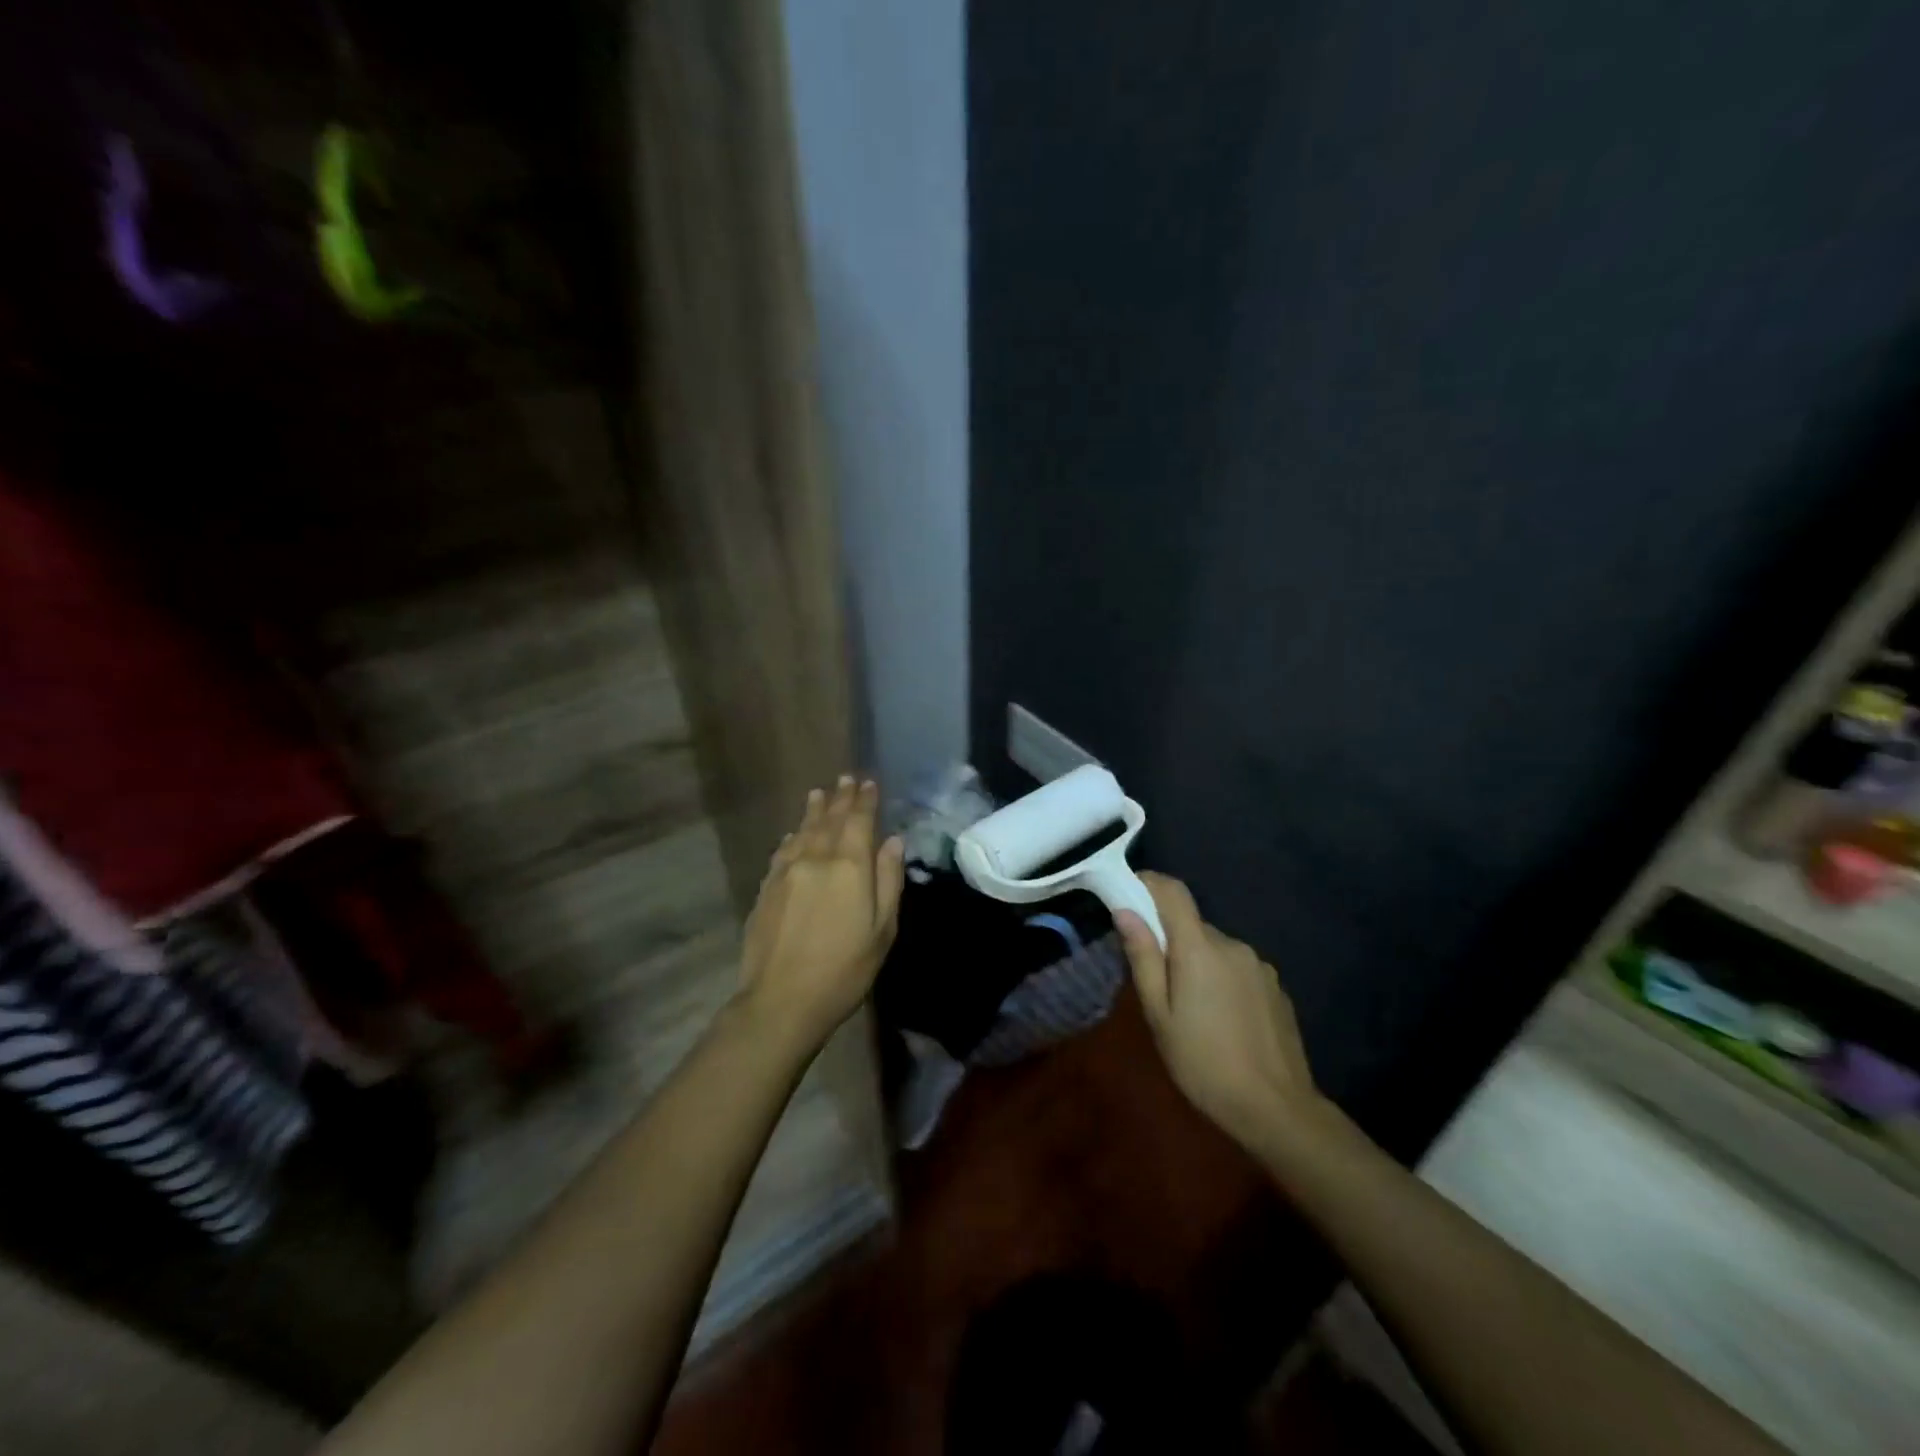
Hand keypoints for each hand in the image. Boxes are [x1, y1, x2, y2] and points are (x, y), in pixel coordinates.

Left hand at [737, 776, 906, 1050]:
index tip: (868, 782)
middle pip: (829, 820)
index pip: (858, 821)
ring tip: (819, 793)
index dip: (864, 800)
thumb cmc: (844, 969)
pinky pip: (783, 851)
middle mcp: (816, 859)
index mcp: (849, 866)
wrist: (781, 1000)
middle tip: (845, 778)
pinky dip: (792, 837)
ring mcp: (786, 872)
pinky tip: (793, 835)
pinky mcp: (767, 888)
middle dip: (840, 798)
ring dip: (814, 811)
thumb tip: (892, 841)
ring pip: (803, 831)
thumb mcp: (882, 930)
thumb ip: (888, 881)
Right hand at [1115, 872, 1322, 1154]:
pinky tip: (1220, 1017)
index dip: (1149, 882)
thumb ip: (1143, 958)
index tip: (1127, 891)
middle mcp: (1232, 944)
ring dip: (1196, 961)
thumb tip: (1125, 911)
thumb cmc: (1203, 1063)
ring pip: (1214, 948)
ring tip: (1188, 1006)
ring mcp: (1258, 965)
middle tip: (1153, 977)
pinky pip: (1236, 967)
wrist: (1276, 1109)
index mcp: (1199, 948)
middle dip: (1169, 938)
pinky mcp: (1275, 986)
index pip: (1173, 891)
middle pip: (1191, 924)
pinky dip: (1220, 977)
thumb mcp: (1159, 1015)